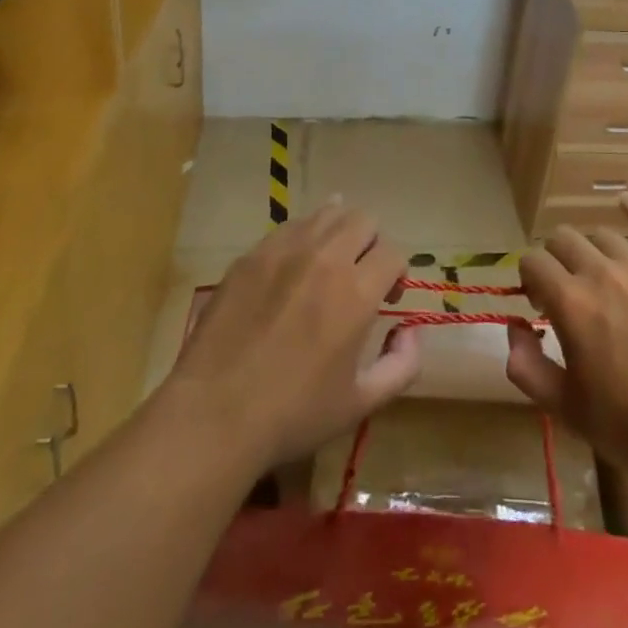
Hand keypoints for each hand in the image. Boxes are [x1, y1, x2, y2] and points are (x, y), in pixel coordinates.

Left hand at [162, 202, 421, 470]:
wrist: (215, 414)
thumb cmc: (293, 414)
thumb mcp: (361, 403)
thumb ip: (402, 365)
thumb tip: (412, 331)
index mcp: (357, 292)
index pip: (394, 252)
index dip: (397, 272)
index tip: (387, 296)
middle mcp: (325, 258)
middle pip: (363, 219)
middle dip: (372, 243)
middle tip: (360, 274)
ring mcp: (284, 251)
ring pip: (326, 213)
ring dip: (338, 232)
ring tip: (329, 262)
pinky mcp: (251, 255)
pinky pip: (288, 228)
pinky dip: (302, 238)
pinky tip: (293, 267)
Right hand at [505, 194, 627, 486]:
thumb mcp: (568, 411)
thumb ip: (527, 368)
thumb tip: (514, 329)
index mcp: (570, 302)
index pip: (532, 262)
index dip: (529, 280)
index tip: (539, 306)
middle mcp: (601, 272)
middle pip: (563, 240)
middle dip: (555, 260)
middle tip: (566, 292)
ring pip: (603, 235)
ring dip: (591, 250)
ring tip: (600, 276)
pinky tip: (626, 203)